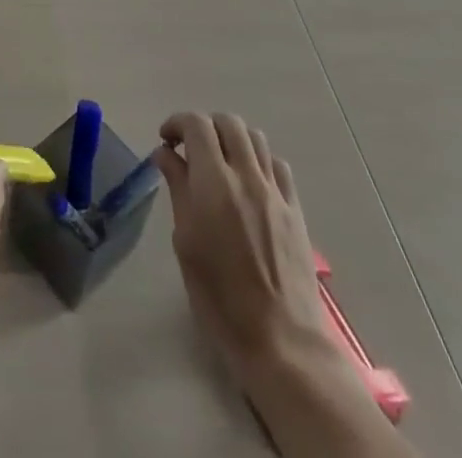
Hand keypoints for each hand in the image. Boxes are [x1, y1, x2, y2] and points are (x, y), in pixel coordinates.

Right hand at [155, 111, 330, 380]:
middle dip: (205, 126)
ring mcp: (275, 191)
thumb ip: (177, 188)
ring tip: (220, 161)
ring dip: (233, 138)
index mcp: (214, 182)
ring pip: (255, 138)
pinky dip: (259, 160)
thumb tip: (166, 154)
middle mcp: (247, 175)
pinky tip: (250, 181)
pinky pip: (277, 165)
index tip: (166, 141)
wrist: (281, 340)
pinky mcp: (296, 209)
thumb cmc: (219, 297)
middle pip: (228, 122)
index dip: (177, 123)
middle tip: (191, 149)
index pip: (196, 124)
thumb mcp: (185, 242)